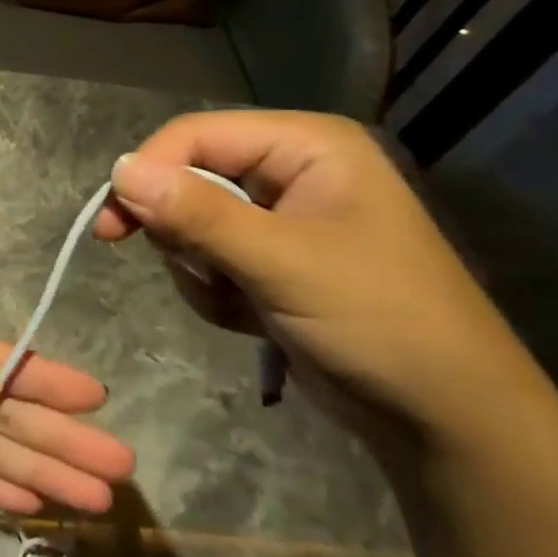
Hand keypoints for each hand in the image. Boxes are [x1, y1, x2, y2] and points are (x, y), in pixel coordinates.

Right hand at [94, 109, 545, 453]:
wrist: (445, 420)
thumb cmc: (379, 323)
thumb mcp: (283, 264)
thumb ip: (198, 214)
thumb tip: (118, 169)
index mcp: (306, 146)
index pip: (196, 135)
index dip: (149, 173)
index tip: (111, 226)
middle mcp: (290, 170)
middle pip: (188, 177)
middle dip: (185, 233)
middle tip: (204, 273)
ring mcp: (279, 217)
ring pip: (188, 223)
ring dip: (201, 269)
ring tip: (245, 303)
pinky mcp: (269, 259)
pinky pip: (205, 258)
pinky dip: (215, 291)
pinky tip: (252, 318)